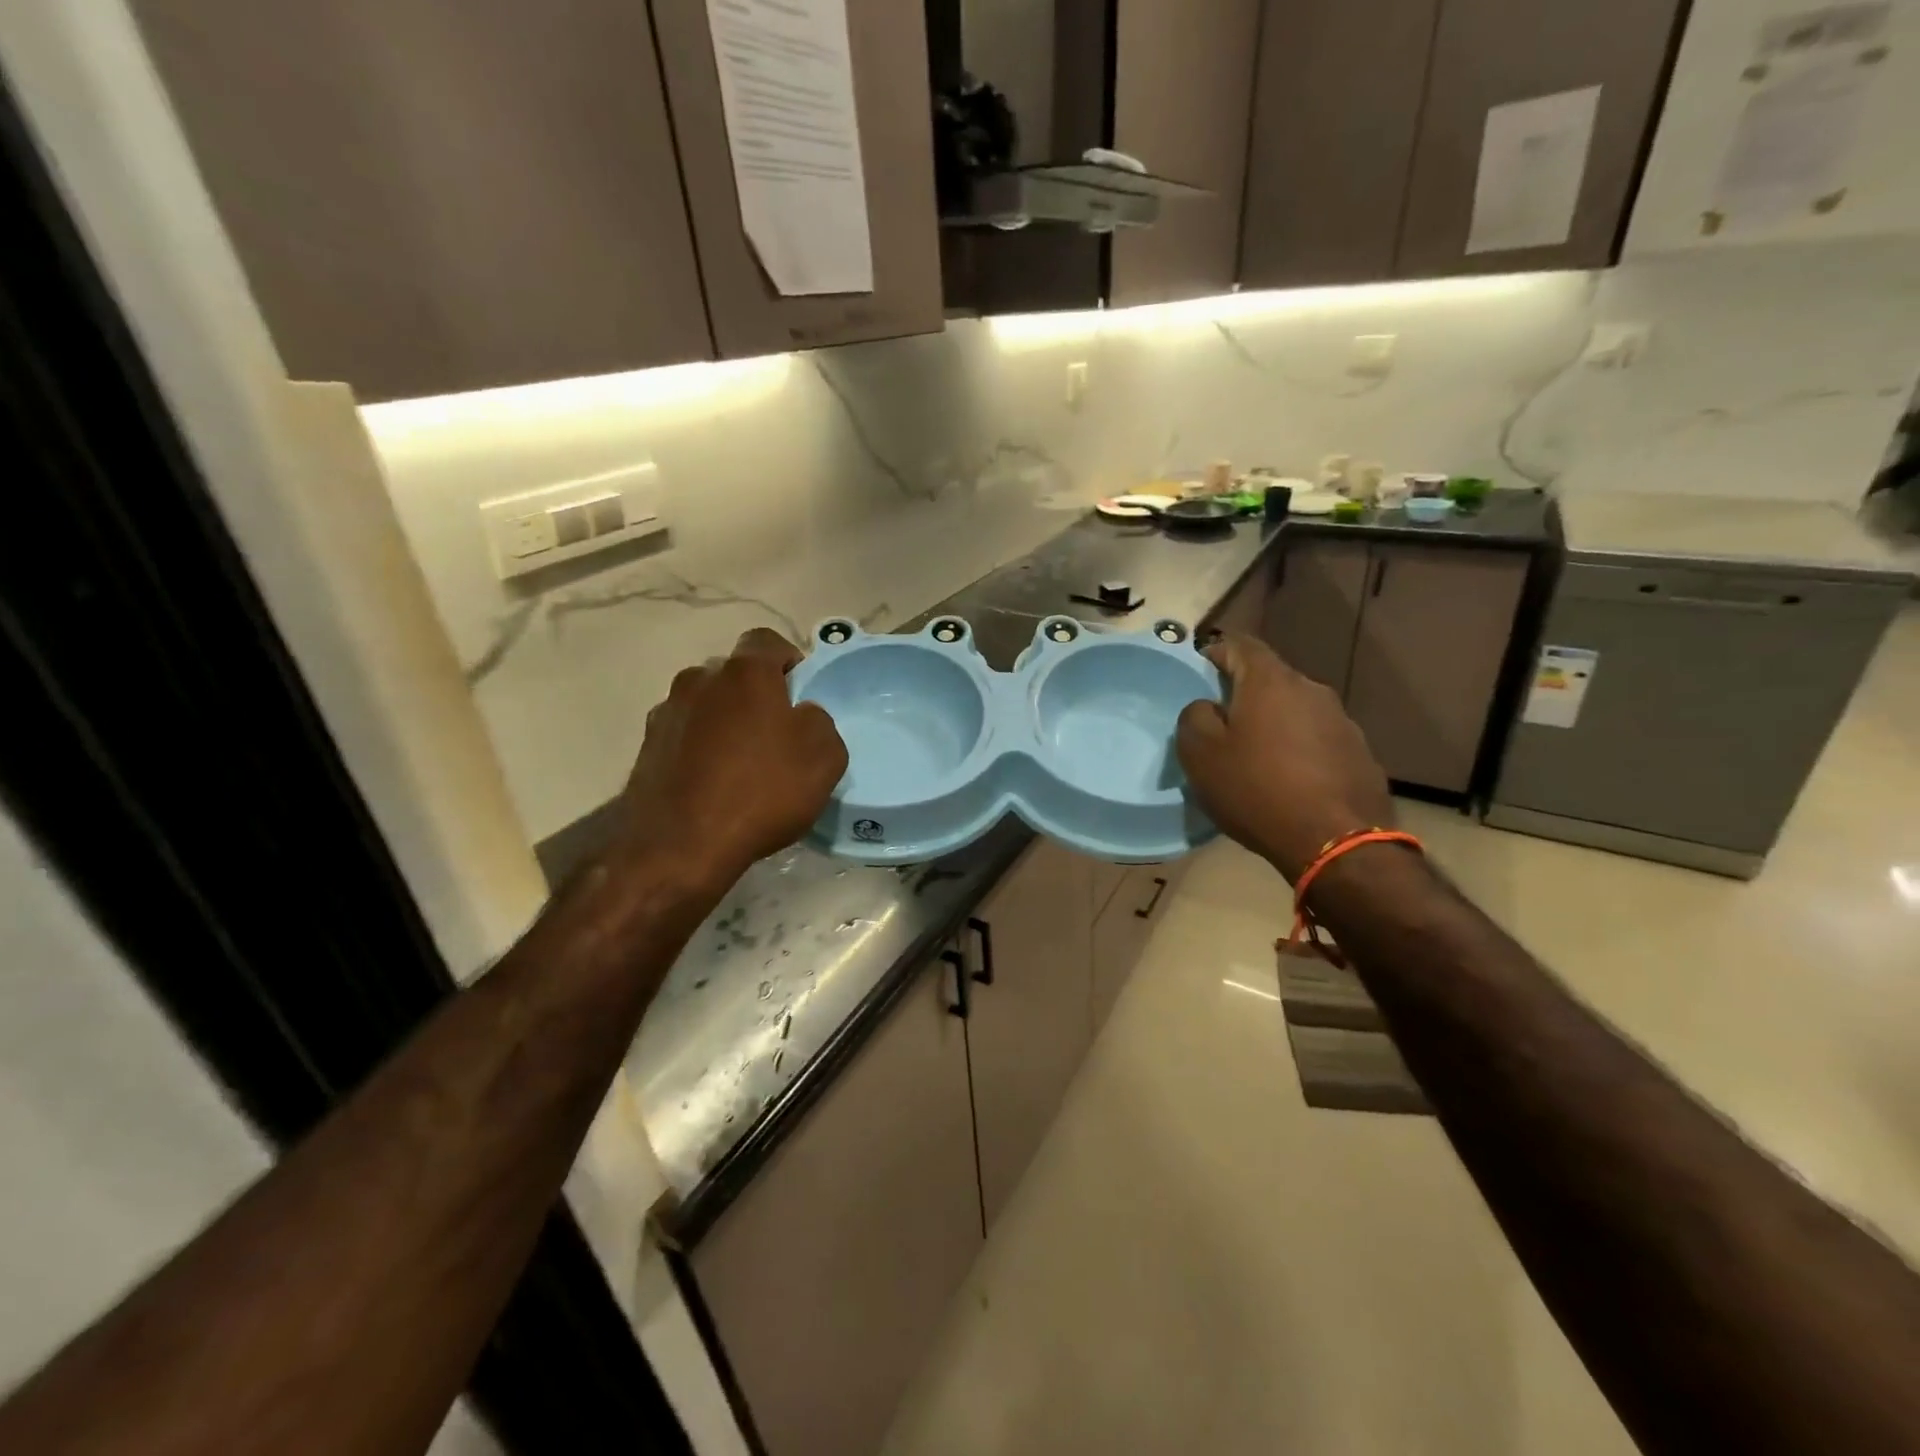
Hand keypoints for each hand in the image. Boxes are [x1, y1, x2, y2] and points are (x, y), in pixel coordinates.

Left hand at [613, 629, 847, 891]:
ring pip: (706, 705)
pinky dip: (700, 749)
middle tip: (775, 733)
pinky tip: (713, 784)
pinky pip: (684, 736)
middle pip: (734, 675)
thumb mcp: (823, 757)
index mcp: (744, 673)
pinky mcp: (647, 748)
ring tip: (741, 764)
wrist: (680, 847)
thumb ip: (819, 722)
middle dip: (755, 694)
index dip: (789, 660)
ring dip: (724, 721)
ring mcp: (666, 713)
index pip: (767, 641)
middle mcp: (699, 680)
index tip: (801, 693)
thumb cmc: (761, 793)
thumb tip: (800, 716)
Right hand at [1176, 634, 1393, 880]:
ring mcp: (1341, 721)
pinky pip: (1317, 740)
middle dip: (1243, 695)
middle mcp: (1311, 690)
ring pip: (1295, 710)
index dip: (1215, 651)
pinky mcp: (1359, 752)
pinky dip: (1298, 750)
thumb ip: (1194, 717)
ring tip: (1256, 758)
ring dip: (1273, 725)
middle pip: (1269, 679)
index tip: (1199, 672)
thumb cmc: (1257, 790)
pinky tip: (1288, 781)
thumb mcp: (1201, 754)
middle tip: (1221, 725)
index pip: (1240, 644)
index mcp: (1270, 681)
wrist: (1336, 842)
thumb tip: (1208, 707)